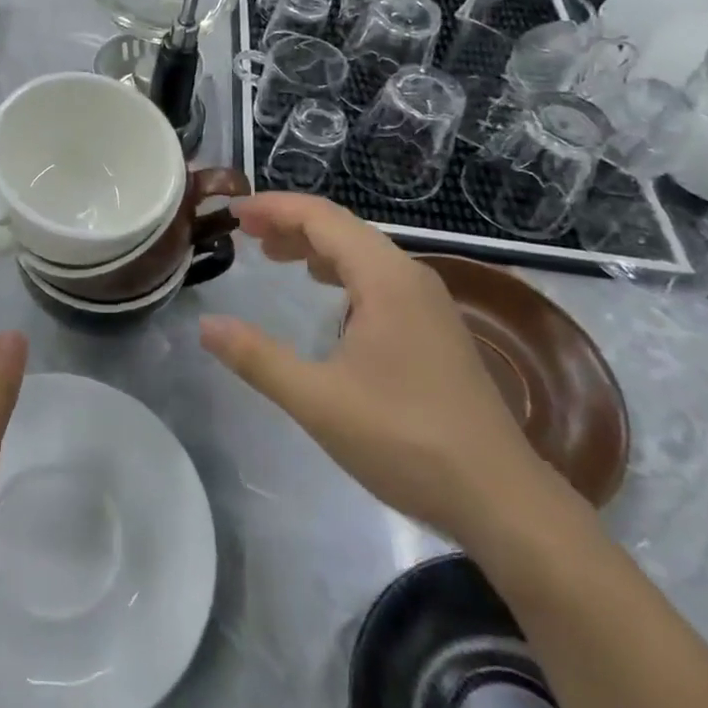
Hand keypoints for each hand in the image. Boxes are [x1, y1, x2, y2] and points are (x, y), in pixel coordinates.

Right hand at [199, 194, 564, 541]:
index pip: (321, 218)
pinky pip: (379, 278)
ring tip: (275, 256)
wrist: (502, 499)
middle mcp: (410, 277)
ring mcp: (429, 303)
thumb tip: (205, 325)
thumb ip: (257, 358)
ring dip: (316, 247)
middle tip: (246, 233)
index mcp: (385, 279)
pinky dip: (341, 271)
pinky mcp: (436, 329)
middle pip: (343, 229)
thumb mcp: (318, 400)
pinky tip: (327, 295)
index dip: (275, 208)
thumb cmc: (405, 440)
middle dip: (291, 224)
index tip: (234, 214)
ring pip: (363, 253)